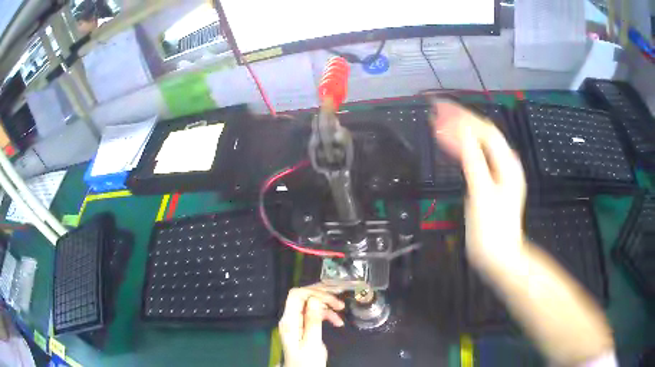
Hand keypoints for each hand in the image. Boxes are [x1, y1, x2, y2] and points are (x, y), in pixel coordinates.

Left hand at [279, 285, 344, 366]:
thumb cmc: (307, 361)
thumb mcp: (312, 342)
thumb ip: (313, 321)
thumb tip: (315, 300)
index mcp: (289, 321)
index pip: (296, 295)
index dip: (313, 291)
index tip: (331, 298)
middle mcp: (290, 317)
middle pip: (304, 296)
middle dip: (322, 295)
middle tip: (339, 299)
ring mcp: (297, 321)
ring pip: (311, 303)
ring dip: (327, 305)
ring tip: (341, 311)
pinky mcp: (304, 325)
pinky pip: (315, 313)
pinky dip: (327, 314)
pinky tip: (337, 321)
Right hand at [431, 101, 526, 268]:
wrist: (498, 256)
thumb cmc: (492, 229)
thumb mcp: (482, 193)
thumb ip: (473, 160)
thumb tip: (461, 130)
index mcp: (506, 163)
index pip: (484, 130)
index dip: (463, 117)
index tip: (440, 108)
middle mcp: (503, 162)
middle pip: (481, 133)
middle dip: (459, 120)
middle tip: (435, 111)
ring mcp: (496, 172)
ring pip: (477, 143)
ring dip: (458, 132)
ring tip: (437, 122)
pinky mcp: (487, 181)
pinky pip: (473, 157)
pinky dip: (460, 147)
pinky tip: (448, 144)